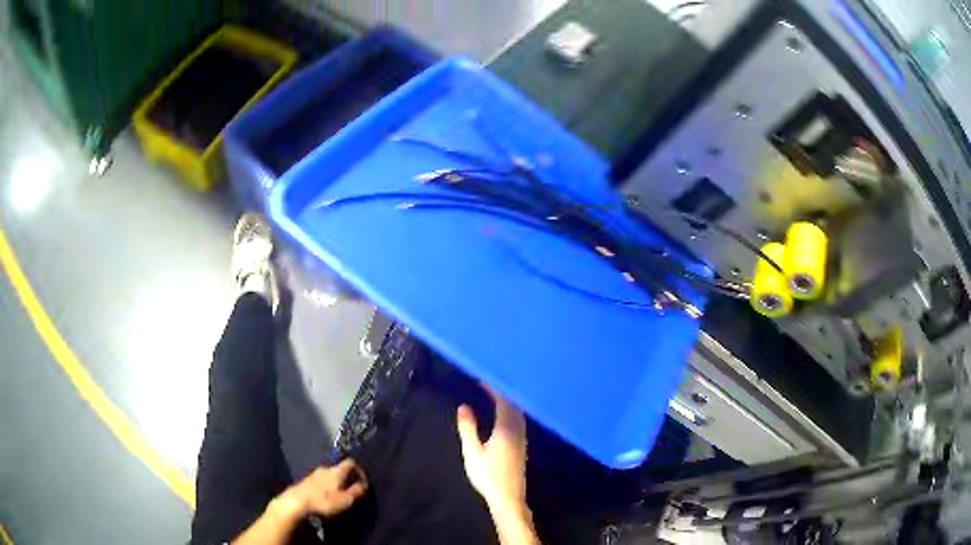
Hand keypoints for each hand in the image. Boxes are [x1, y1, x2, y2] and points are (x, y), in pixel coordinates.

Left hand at [276, 459, 368, 518]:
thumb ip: (356, 491)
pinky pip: (321, 480)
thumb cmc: (324, 501)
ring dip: (336, 483)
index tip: (363, 483)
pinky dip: (327, 486)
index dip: (360, 471)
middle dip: (347, 479)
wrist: (297, 501)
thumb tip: (363, 485)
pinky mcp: (306, 480)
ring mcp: (314, 473)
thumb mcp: (345, 500)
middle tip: (351, 491)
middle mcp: (326, 468)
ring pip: (330, 475)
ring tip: (339, 495)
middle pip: (340, 469)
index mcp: (337, 471)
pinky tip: (326, 497)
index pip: (351, 463)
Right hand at [456, 387, 527, 511]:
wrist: (508, 497)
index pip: (503, 402)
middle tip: (487, 386)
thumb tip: (464, 406)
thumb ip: (468, 428)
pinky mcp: (523, 447)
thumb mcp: (472, 452)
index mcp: (506, 428)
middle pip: (514, 405)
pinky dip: (511, 413)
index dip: (494, 389)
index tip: (482, 380)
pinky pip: (519, 421)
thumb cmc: (488, 475)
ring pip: (518, 414)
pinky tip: (504, 417)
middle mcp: (518, 430)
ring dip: (508, 403)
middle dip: (502, 393)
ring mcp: (523, 439)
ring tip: (494, 397)